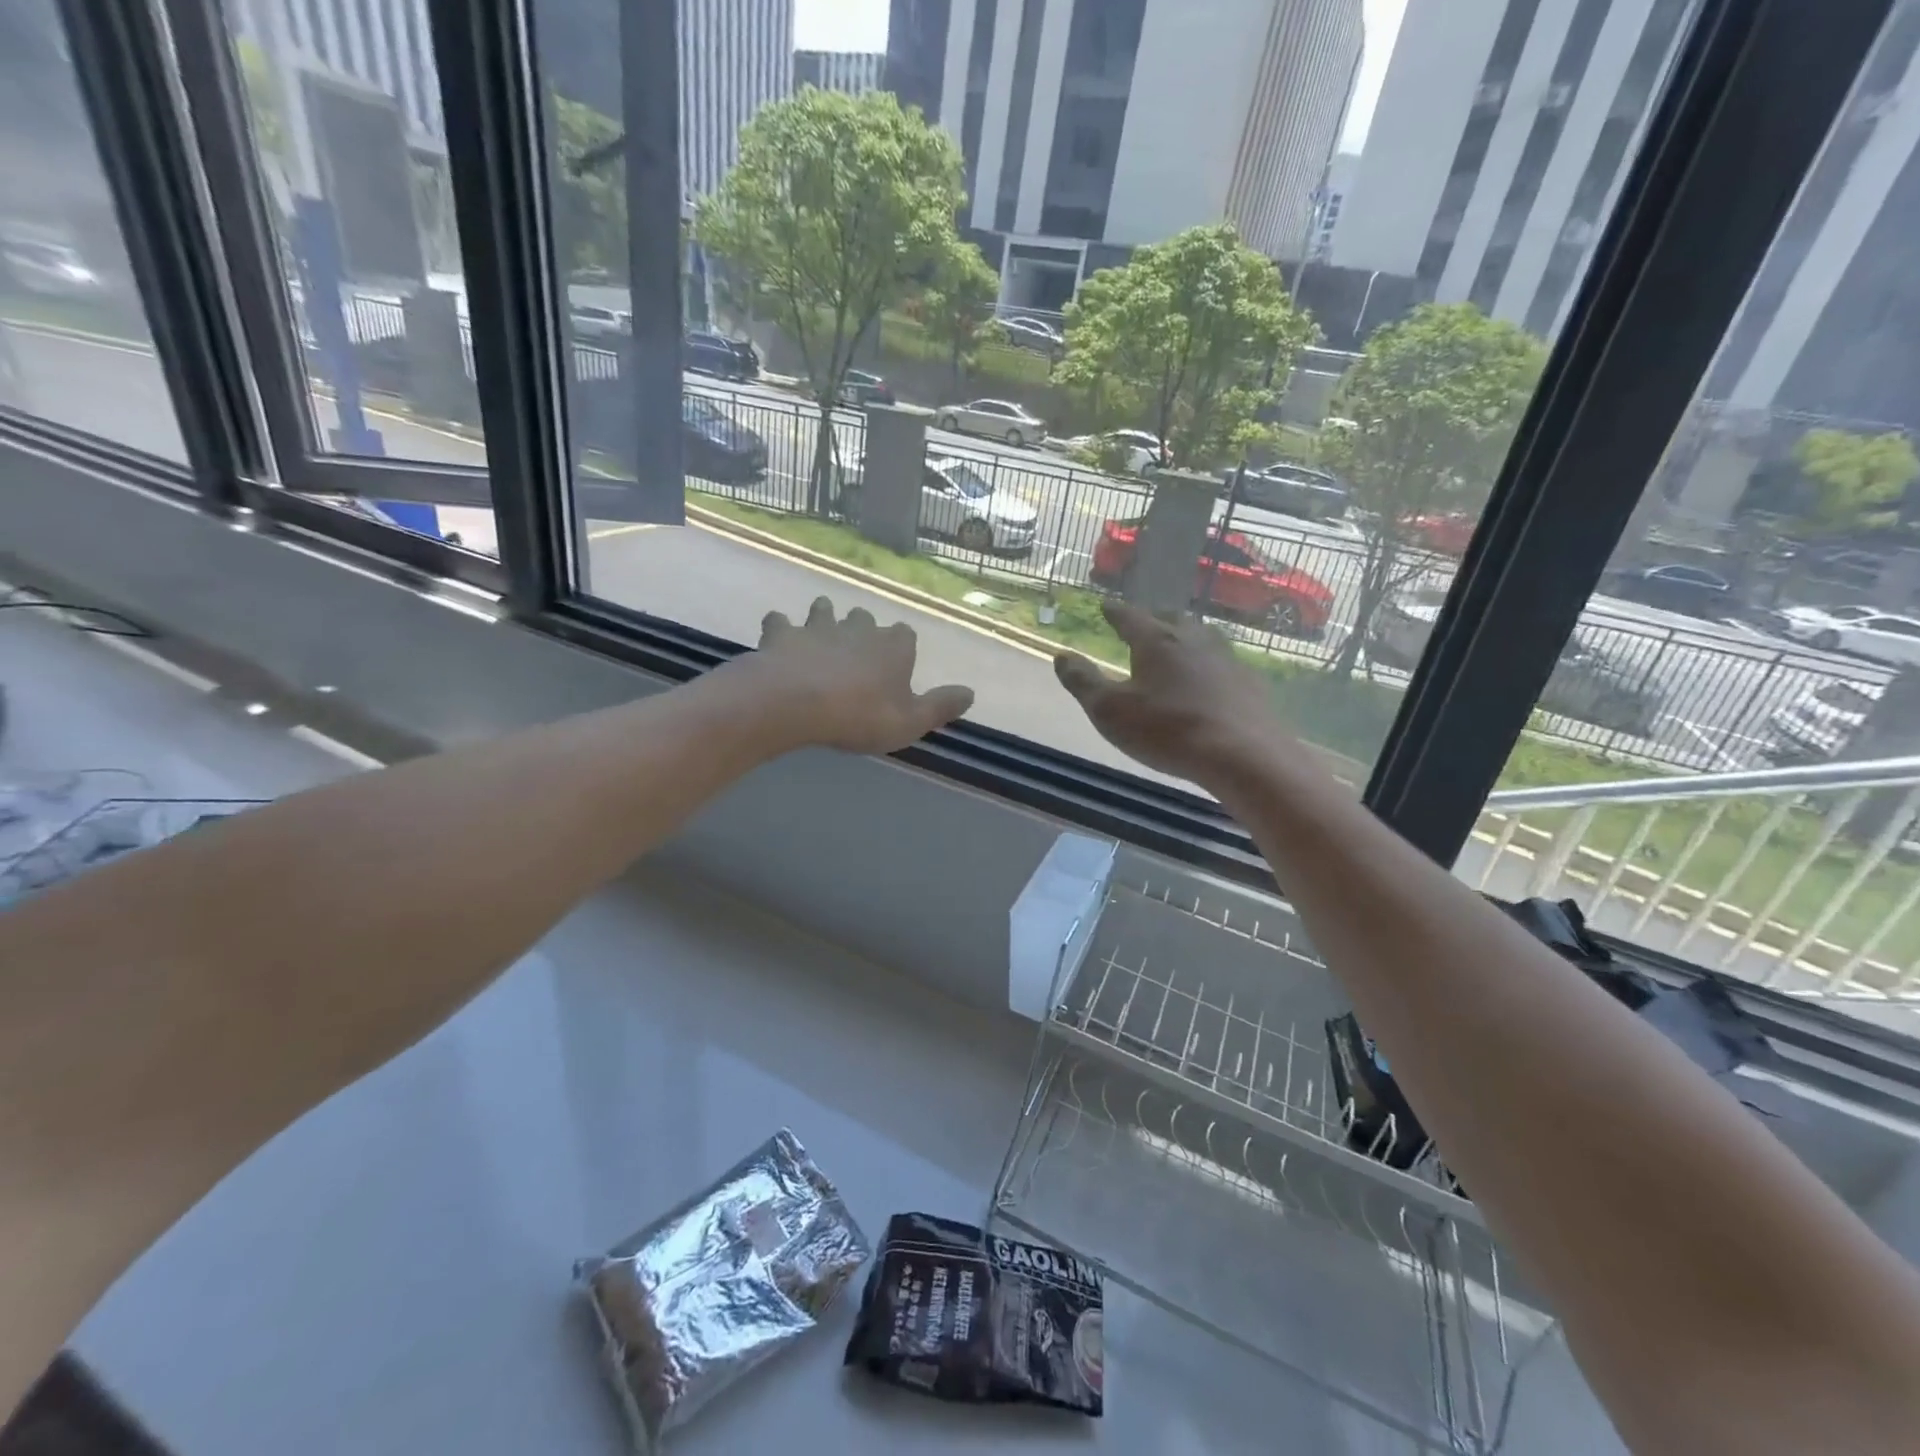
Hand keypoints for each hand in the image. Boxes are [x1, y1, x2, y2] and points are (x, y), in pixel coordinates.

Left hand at [743, 597, 974, 753]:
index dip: (901, 647)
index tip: (897, 663)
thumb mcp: (910, 722)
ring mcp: (818, 628)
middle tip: (856, 648)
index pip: (905, 635)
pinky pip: (779, 623)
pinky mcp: (782, 635)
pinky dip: (780, 629)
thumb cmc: (859, 715)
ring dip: (824, 618)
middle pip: (865, 618)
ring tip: (820, 632)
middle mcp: (858, 629)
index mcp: (893, 648)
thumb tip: (972, 693)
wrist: (795, 703)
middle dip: (862, 628)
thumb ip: (940, 706)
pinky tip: (778, 639)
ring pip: (824, 611)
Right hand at [1054, 600, 1282, 783]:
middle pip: (1171, 619)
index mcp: (1156, 641)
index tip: (1106, 606)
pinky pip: (1222, 663)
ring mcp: (1226, 659)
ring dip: (1185, 637)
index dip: (1115, 612)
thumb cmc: (1166, 730)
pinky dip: (1208, 665)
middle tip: (1144, 622)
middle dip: (1154, 618)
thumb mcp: (1110, 711)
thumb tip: (1061, 656)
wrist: (1242, 754)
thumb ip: (1083, 682)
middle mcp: (1193, 640)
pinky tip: (1209, 680)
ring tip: (1176, 645)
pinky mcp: (1249, 683)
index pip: (1130, 617)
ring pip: (1201, 637)